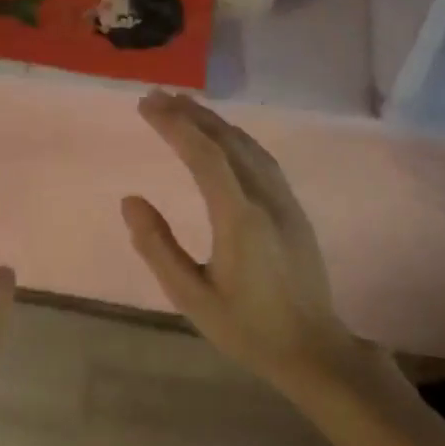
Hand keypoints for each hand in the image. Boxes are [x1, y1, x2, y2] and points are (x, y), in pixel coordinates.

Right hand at [122, 91, 385, 393]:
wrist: (314, 349)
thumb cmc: (247, 328)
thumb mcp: (191, 297)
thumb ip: (158, 247)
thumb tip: (131, 200)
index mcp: (240, 219)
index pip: (205, 156)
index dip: (175, 126)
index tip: (146, 105)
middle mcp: (265, 199)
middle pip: (227, 140)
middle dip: (190, 114)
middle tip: (155, 96)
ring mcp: (284, 201)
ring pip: (247, 144)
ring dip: (213, 120)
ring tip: (181, 106)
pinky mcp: (293, 208)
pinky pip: (261, 157)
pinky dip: (234, 136)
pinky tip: (221, 136)